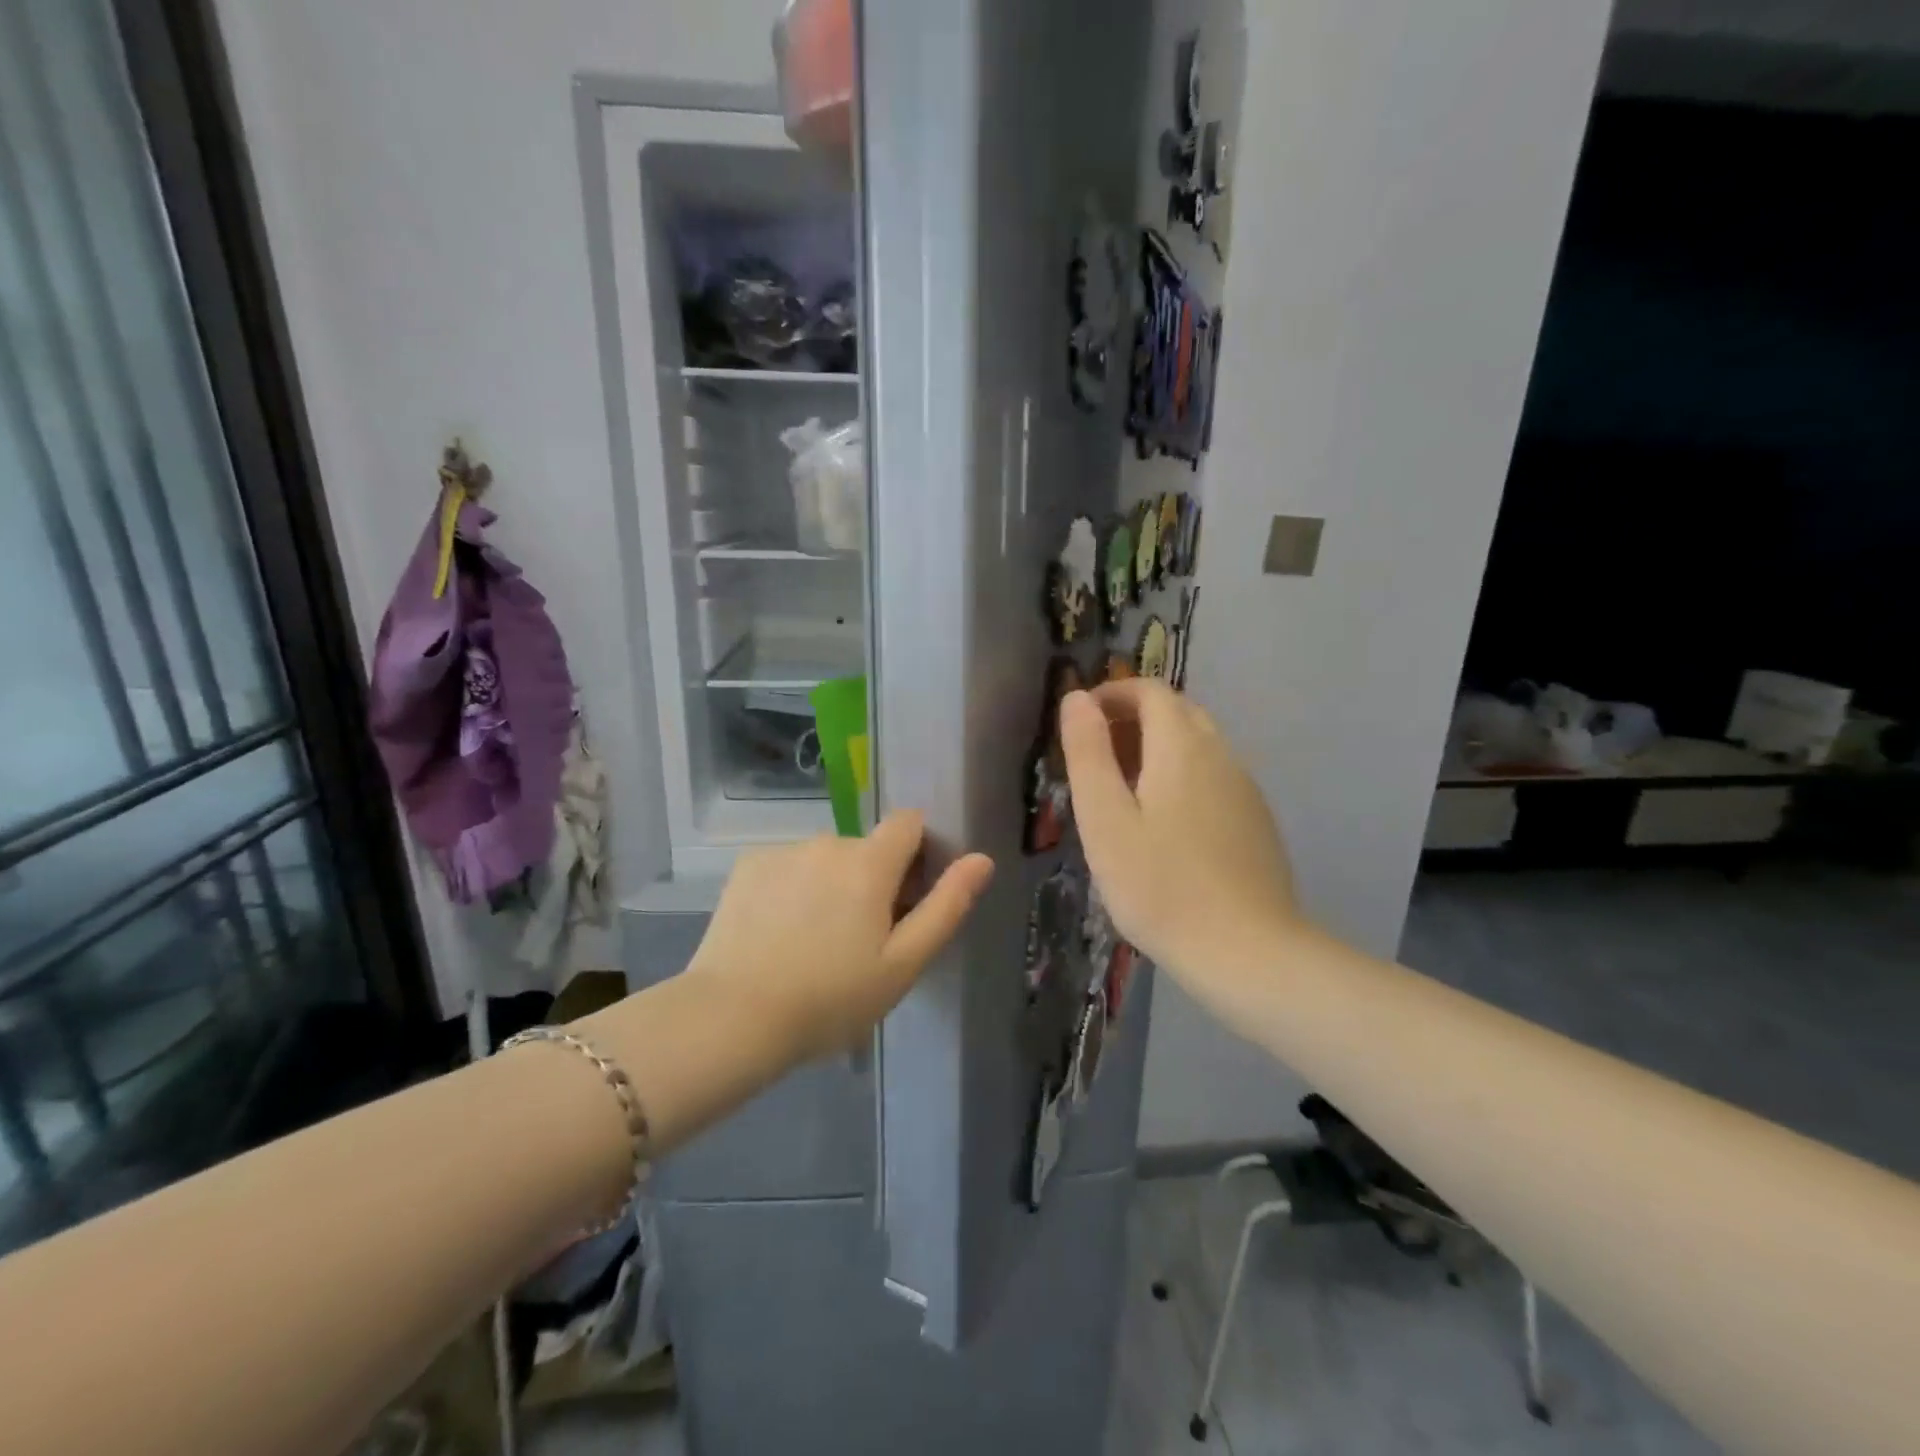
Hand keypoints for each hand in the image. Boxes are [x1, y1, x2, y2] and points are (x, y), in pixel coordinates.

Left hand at [687, 812, 994, 1061]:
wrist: (734, 1018)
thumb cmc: (831, 998)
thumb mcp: (903, 963)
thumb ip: (946, 905)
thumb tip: (982, 858)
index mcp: (870, 862)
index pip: (909, 823)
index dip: (918, 853)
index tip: (908, 898)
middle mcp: (828, 842)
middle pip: (866, 848)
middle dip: (872, 880)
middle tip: (859, 940)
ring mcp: (783, 851)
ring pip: (824, 860)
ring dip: (830, 885)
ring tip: (812, 943)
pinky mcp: (747, 866)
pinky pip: (787, 867)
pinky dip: (792, 889)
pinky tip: (777, 934)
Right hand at [1061, 681, 1295, 982]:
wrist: (1248, 953)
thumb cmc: (1161, 886)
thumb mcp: (1105, 820)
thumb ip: (1088, 753)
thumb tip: (1077, 696)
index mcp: (1183, 747)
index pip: (1150, 691)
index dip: (1113, 694)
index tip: (1081, 721)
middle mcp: (1221, 755)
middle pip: (1178, 712)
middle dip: (1134, 718)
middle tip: (1096, 754)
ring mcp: (1245, 788)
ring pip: (1199, 744)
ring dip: (1158, 747)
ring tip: (1123, 790)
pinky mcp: (1256, 820)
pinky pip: (1214, 775)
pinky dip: (1182, 774)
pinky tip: (1165, 823)